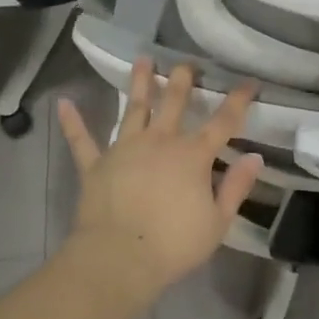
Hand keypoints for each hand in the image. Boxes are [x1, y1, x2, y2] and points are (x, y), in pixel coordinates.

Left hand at [57, 59, 262, 303]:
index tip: (249, 82)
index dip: (238, 100)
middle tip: (187, 62)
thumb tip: (255, 157)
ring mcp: (125, 149)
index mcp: (193, 156)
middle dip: (182, 79)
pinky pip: (82, 140)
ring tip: (142, 59)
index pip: (223, 122)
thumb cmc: (174, 244)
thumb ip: (236, 187)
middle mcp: (160, 142)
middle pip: (174, 102)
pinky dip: (73, 122)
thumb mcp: (218, 222)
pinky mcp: (96, 165)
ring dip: (139, 83)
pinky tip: (63, 103)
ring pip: (133, 108)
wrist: (119, 259)